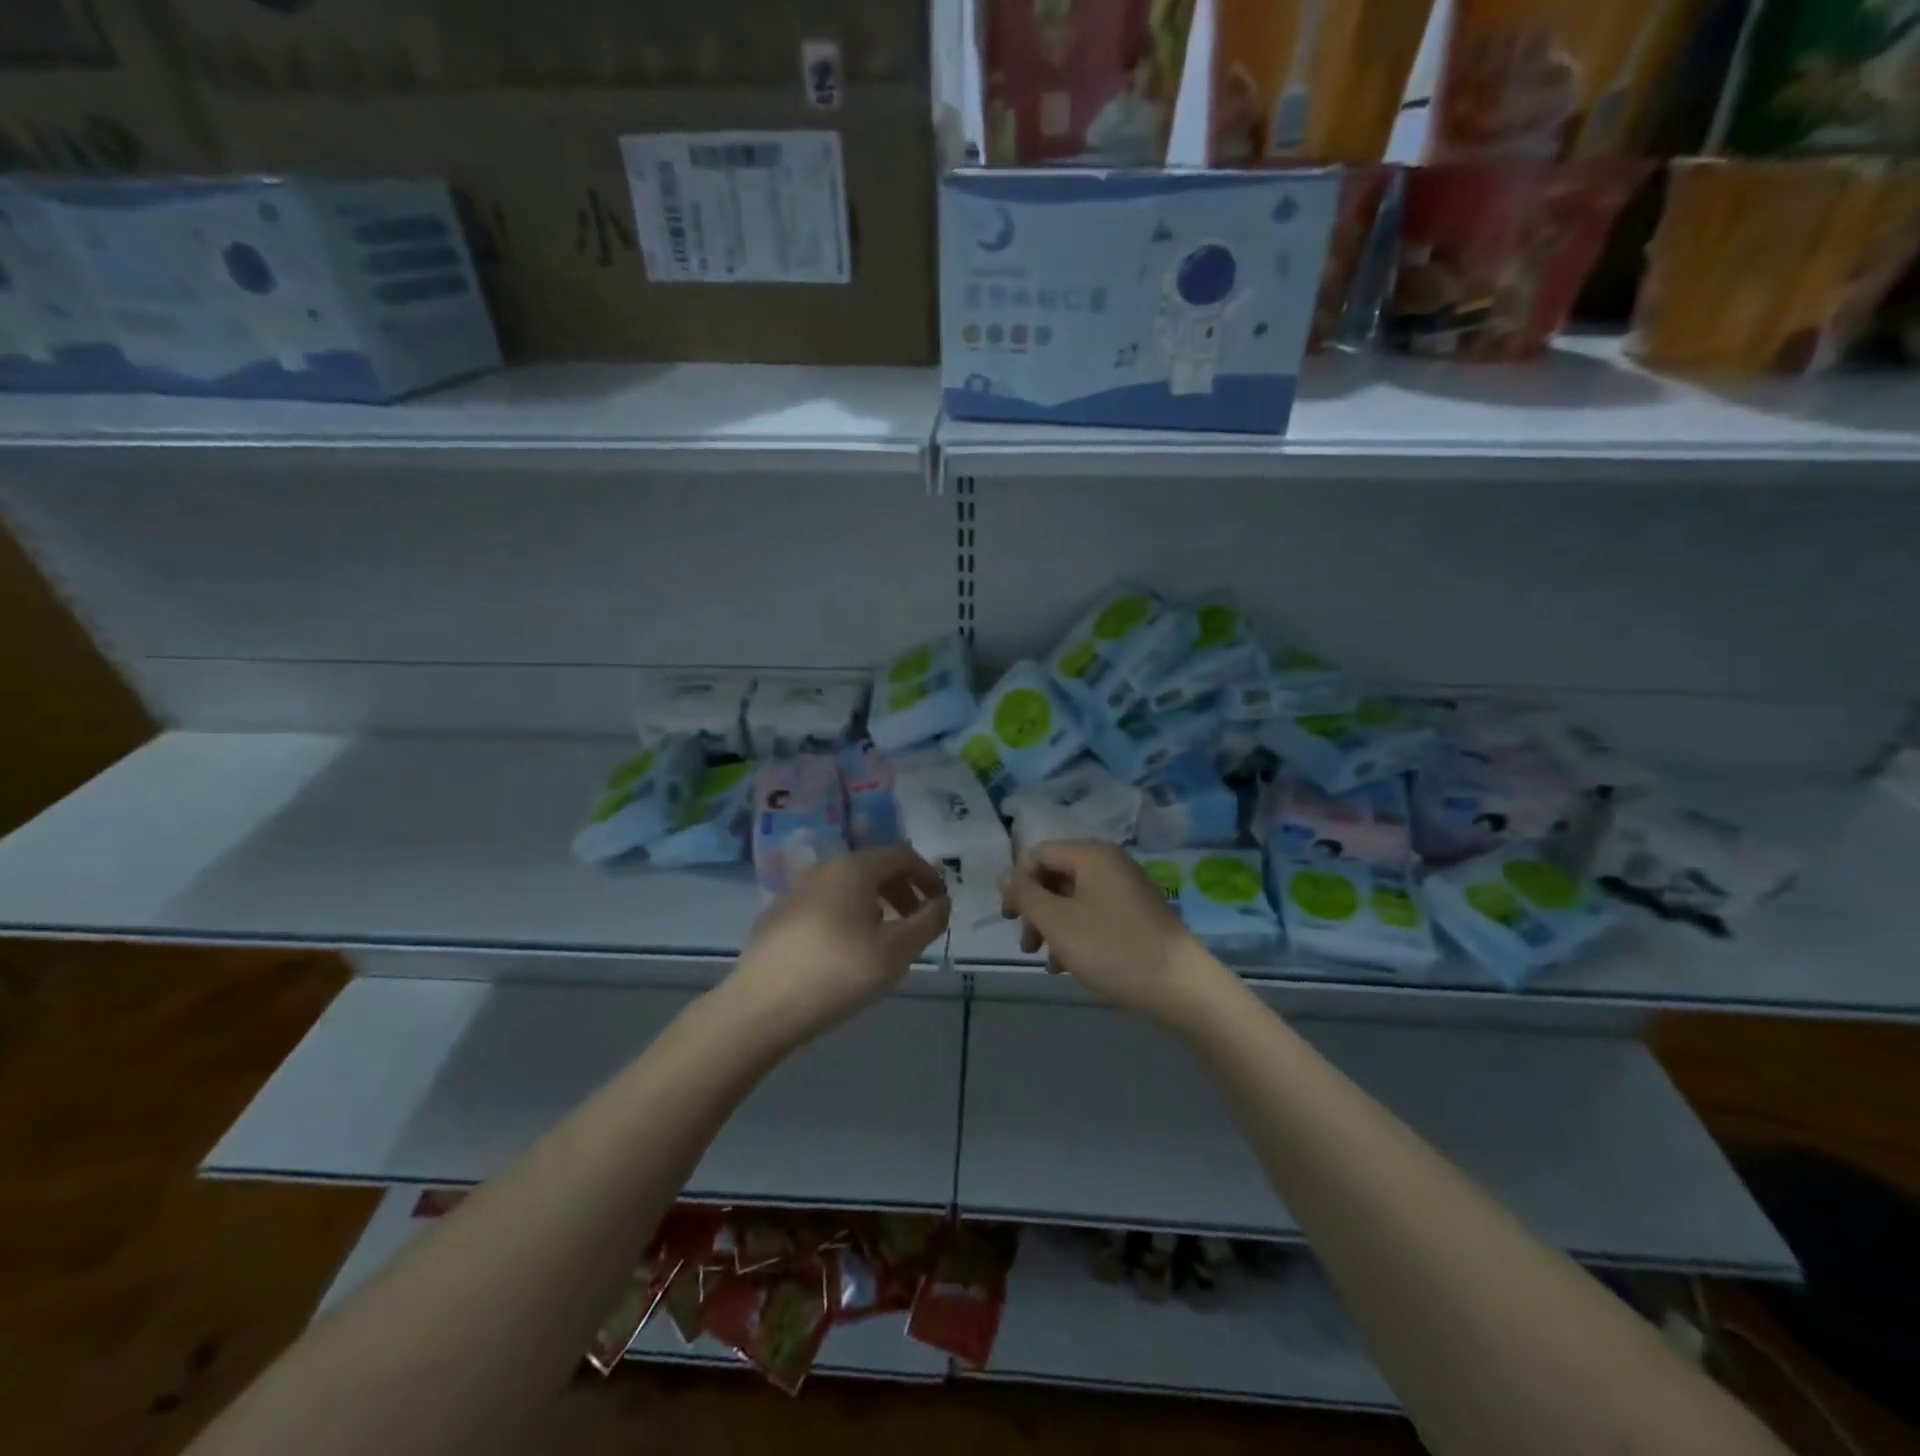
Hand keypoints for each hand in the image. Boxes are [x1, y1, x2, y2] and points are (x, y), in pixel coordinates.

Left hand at [729, 846, 950, 1044]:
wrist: (761, 1006)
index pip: (902, 855)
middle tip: (916, 923)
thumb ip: (927, 922)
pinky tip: (845, 952)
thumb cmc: (838, 972)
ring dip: (876, 904)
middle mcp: (824, 868)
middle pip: (874, 867)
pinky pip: (826, 904)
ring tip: (884, 940)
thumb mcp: (896, 951)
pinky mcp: (778, 915)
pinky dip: (848, 916)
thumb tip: (941, 902)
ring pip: (848, 886)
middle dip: (902, 890)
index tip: (940, 904)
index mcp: (854, 867)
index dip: (928, 876)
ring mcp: (796, 890)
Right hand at [1000, 841, 1223, 1023]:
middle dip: (1035, 909)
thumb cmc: (1112, 949)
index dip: (1017, 883)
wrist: (1180, 986)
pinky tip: (1072, 966)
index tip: (1008, 920)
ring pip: (1074, 898)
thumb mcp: (1057, 922)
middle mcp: (1110, 862)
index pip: (1038, 854)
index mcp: (1091, 855)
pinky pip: (1095, 913)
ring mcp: (1127, 887)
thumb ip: (1025, 895)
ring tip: (1049, 963)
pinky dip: (1078, 933)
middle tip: (1027, 945)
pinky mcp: (1138, 913)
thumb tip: (1006, 875)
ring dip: (1054, 926)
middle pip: (1056, 876)